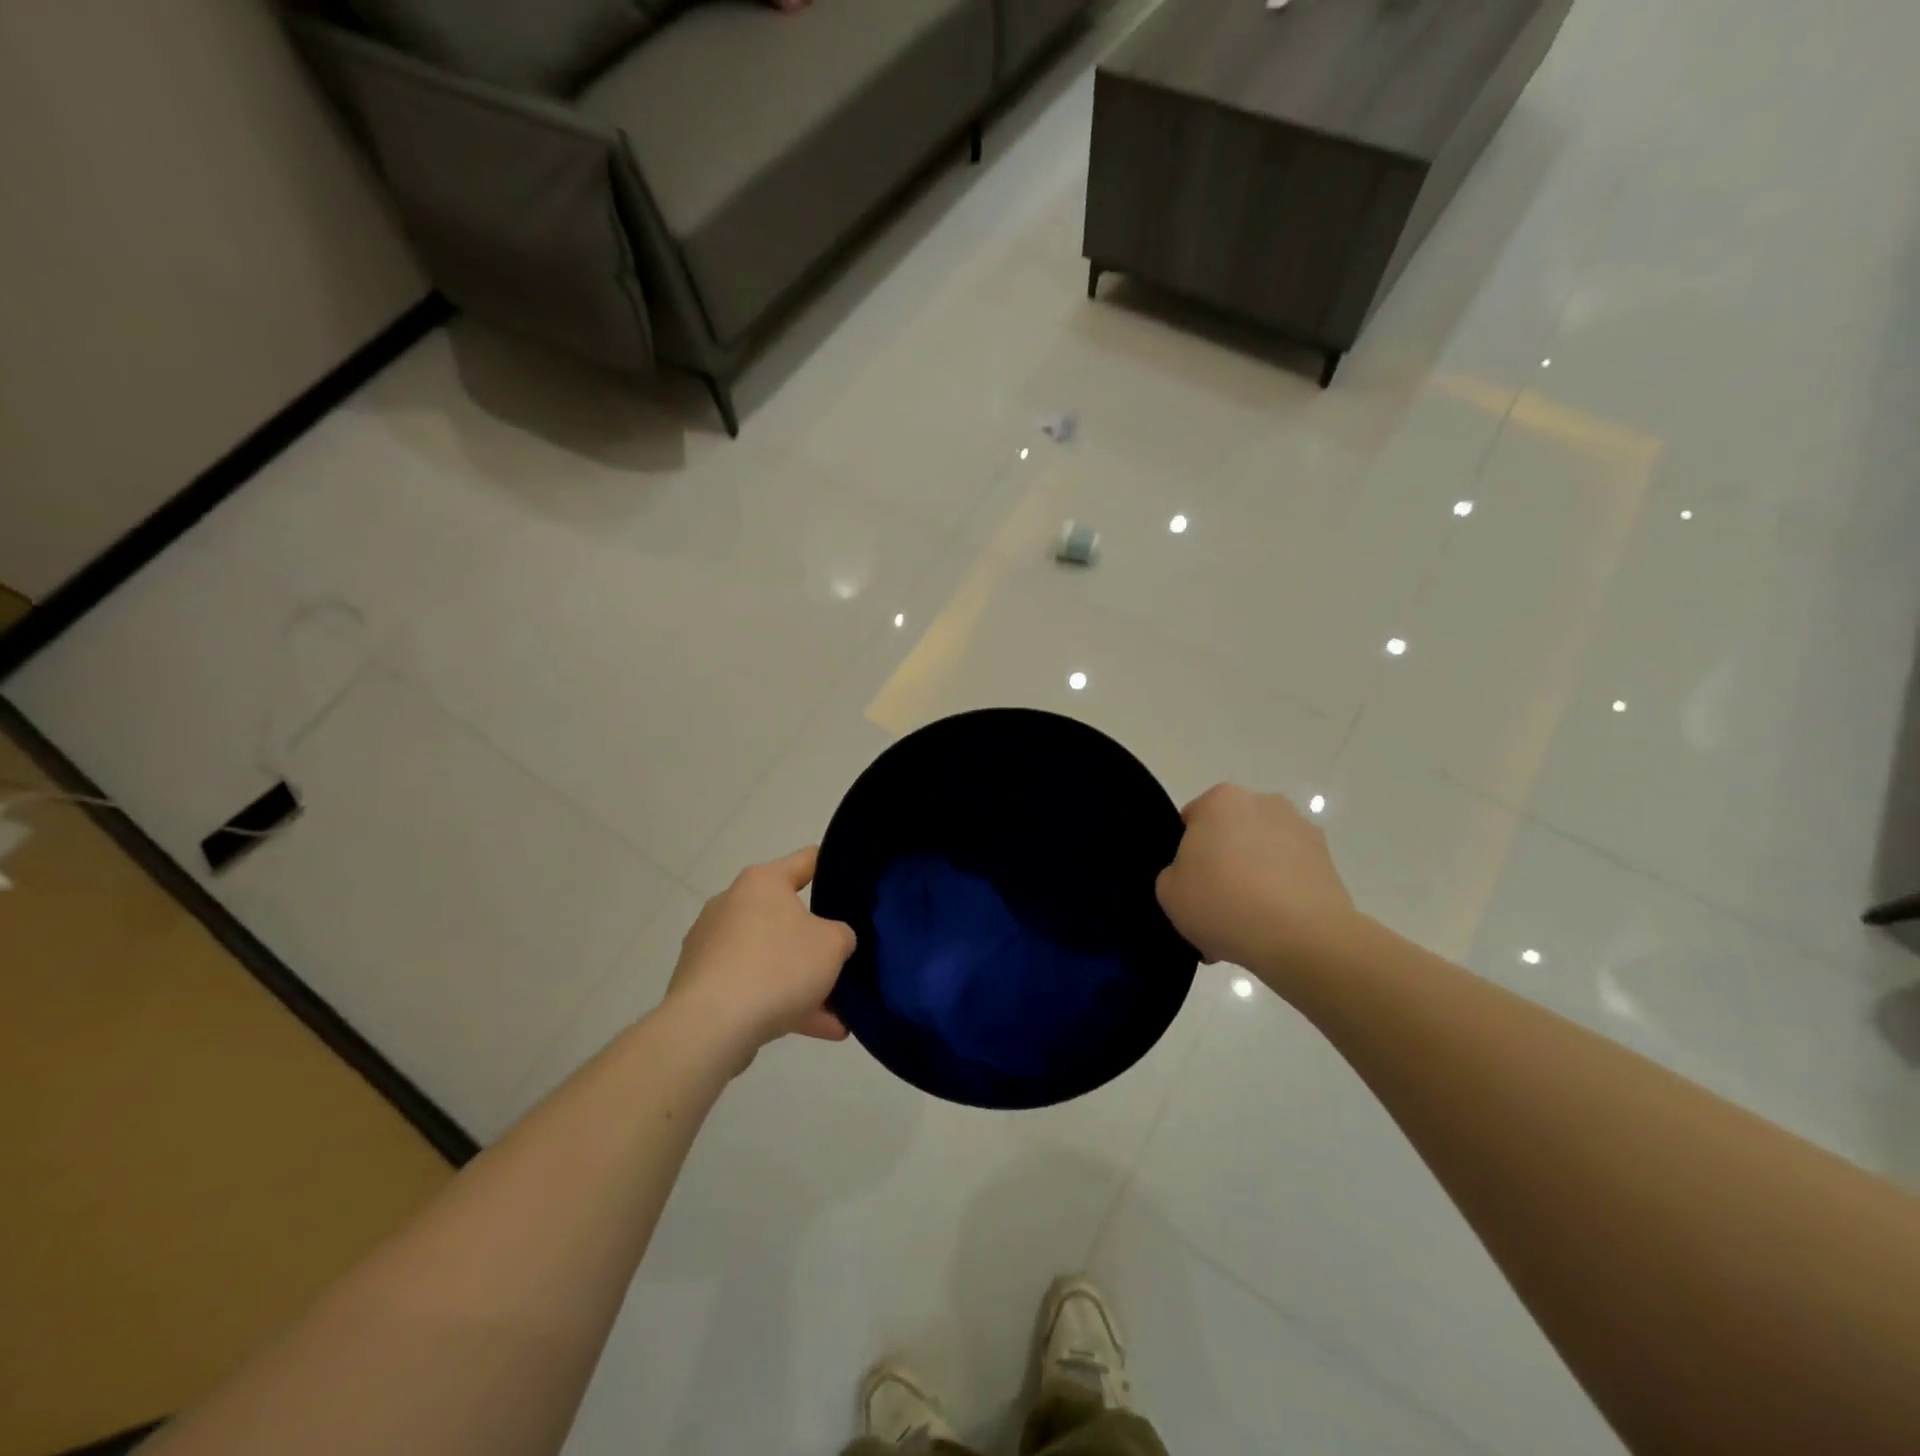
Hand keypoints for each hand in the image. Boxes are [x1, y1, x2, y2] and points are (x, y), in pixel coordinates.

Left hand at [665, 847, 855, 1067]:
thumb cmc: (777, 966)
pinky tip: (817, 1030)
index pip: (807, 861)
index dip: (834, 868)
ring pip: (769, 958)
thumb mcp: (832, 945)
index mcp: (762, 882)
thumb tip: (831, 941)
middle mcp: (731, 904)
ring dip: (801, 983)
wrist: (710, 1026)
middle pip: (785, 916)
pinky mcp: (700, 984)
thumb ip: (841, 935)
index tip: (855, 883)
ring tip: (838, 1014)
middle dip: (815, 942)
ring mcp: (711, 946)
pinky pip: (751, 988)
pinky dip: (780, 1004)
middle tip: (844, 958)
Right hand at [1155, 785, 1361, 987]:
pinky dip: (1281, 896)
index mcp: (1221, 800)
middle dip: (1223, 864)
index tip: (1189, 885)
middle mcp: (1264, 803)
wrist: (1302, 939)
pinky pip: (1290, 876)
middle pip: (1230, 835)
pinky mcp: (1328, 862)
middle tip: (1215, 907)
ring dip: (1253, 880)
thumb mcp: (1168, 891)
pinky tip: (1272, 931)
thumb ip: (1173, 873)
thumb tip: (1197, 876)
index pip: (1192, 822)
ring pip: (1262, 855)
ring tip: (1246, 926)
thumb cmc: (1224, 903)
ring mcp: (1302, 830)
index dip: (1186, 855)